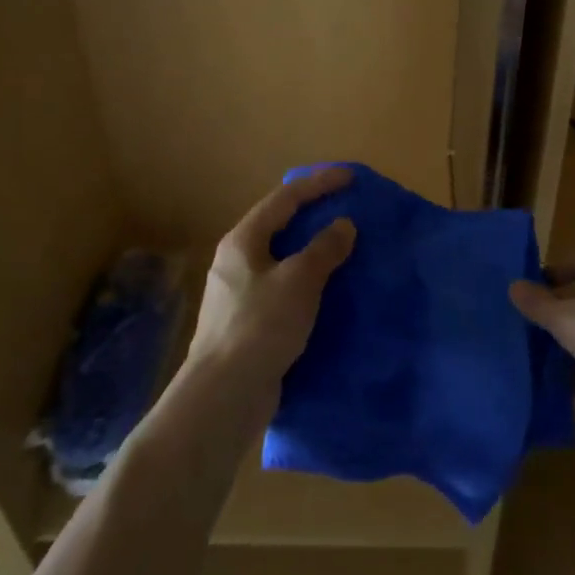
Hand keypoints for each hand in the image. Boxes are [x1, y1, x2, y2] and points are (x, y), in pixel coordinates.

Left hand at [189, 167, 356, 395]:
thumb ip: (324, 249)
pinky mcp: (247, 324)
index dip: (319, 184)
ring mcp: (239, 294)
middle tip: (347, 210)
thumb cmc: (261, 326)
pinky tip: (328, 293)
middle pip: (279, 226)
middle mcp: (236, 261)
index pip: (285, 198)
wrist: (224, 396)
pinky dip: (308, 283)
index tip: (351, 178)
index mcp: (243, 241)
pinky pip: (283, 289)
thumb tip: (343, 225)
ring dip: (312, 251)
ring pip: (282, 260)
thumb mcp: (299, 281)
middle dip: (313, 215)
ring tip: (343, 249)